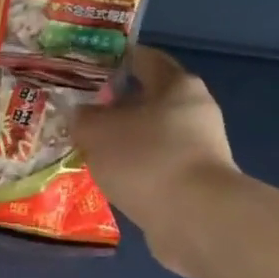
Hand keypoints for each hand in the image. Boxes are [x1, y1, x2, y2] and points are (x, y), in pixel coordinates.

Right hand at [71, 46, 240, 277]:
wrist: (194, 218)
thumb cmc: (147, 158)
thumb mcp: (98, 131)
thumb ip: (84, 118)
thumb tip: (80, 115)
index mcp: (177, 85)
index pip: (145, 59)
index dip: (116, 59)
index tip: (87, 67)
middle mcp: (194, 112)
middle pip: (149, 100)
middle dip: (115, 106)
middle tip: (80, 112)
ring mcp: (198, 150)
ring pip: (151, 136)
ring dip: (123, 141)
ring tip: (87, 148)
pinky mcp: (194, 183)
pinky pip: (155, 167)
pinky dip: (134, 169)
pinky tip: (109, 178)